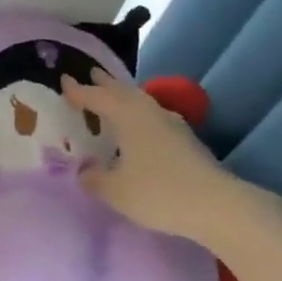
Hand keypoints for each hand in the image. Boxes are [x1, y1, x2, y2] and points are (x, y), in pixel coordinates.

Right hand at [63, 70, 281, 242]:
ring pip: (141, 102)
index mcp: (127, 115)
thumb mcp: (116, 191)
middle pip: (122, 91)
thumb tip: (84, 172)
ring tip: (114, 97)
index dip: (78, 90)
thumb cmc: (159, 192)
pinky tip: (141, 128)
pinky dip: (140, 115)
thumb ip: (95, 179)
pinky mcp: (187, 140)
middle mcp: (149, 111)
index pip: (97, 96)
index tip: (64, 80)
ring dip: (125, 97)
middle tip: (91, 74)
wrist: (218, 206)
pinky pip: (154, 117)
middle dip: (105, 83)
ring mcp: (172, 124)